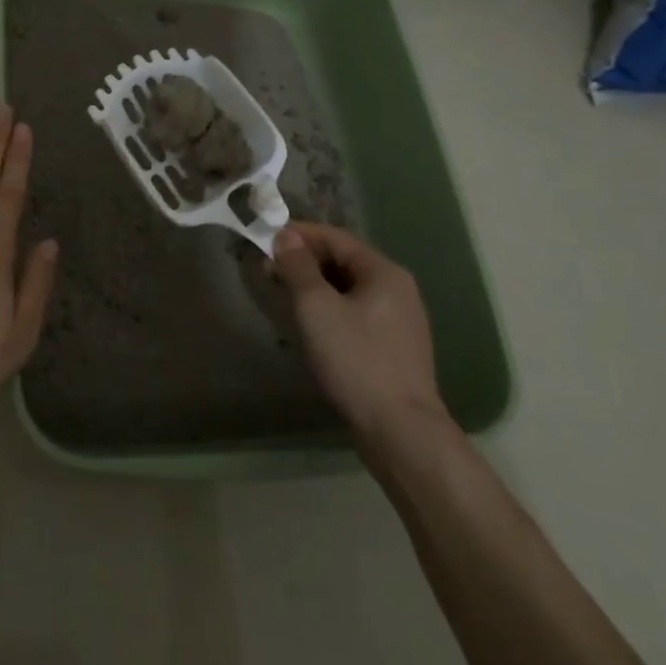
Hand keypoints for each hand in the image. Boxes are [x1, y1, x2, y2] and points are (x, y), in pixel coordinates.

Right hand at [270, 223, 451, 463]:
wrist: (400, 431)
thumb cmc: (355, 359)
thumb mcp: (316, 307)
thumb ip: (298, 267)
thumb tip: (285, 236)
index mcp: (384, 272)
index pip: (336, 238)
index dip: (299, 234)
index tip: (265, 238)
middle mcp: (398, 289)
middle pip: (344, 261)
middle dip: (305, 261)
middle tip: (269, 269)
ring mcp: (400, 321)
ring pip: (349, 289)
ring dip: (315, 286)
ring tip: (284, 295)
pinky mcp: (395, 348)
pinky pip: (356, 313)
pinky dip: (330, 309)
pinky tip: (312, 326)